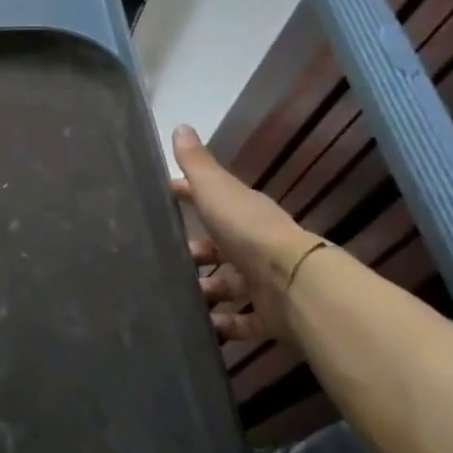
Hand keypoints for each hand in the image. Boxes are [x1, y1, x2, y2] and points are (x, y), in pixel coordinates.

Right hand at [169, 125, 316, 345]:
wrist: (293, 284)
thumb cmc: (247, 230)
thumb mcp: (215, 190)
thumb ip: (196, 163)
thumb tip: (180, 125)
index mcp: (242, 212)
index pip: (210, 199)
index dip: (185, 196)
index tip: (160, 198)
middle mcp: (254, 245)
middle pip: (218, 247)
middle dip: (193, 252)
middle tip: (162, 261)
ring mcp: (263, 281)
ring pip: (227, 285)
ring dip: (204, 290)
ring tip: (175, 297)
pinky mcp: (269, 315)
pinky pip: (241, 321)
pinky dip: (222, 325)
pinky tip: (200, 326)